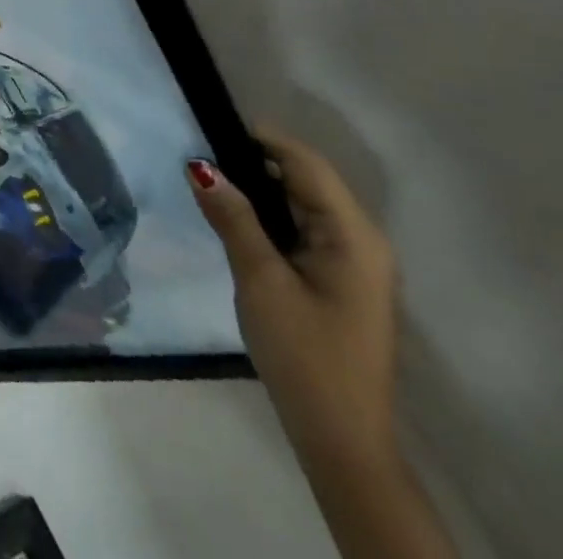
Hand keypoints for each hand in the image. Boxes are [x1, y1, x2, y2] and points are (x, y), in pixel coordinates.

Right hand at [188, 131, 398, 471]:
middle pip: (307, 180)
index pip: (306, 164)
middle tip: (202, 150)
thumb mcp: (260, 280)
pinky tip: (237, 216)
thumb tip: (200, 165)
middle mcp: (362, 241)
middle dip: (256, 160)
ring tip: (211, 176)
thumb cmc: (304, 354)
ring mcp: (354, 263)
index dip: (262, 138)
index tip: (212, 122)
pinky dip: (270, 214)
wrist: (341, 439)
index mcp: (353, 236)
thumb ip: (232, 217)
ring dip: (261, 187)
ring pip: (303, 203)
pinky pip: (303, 228)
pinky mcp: (339, 281)